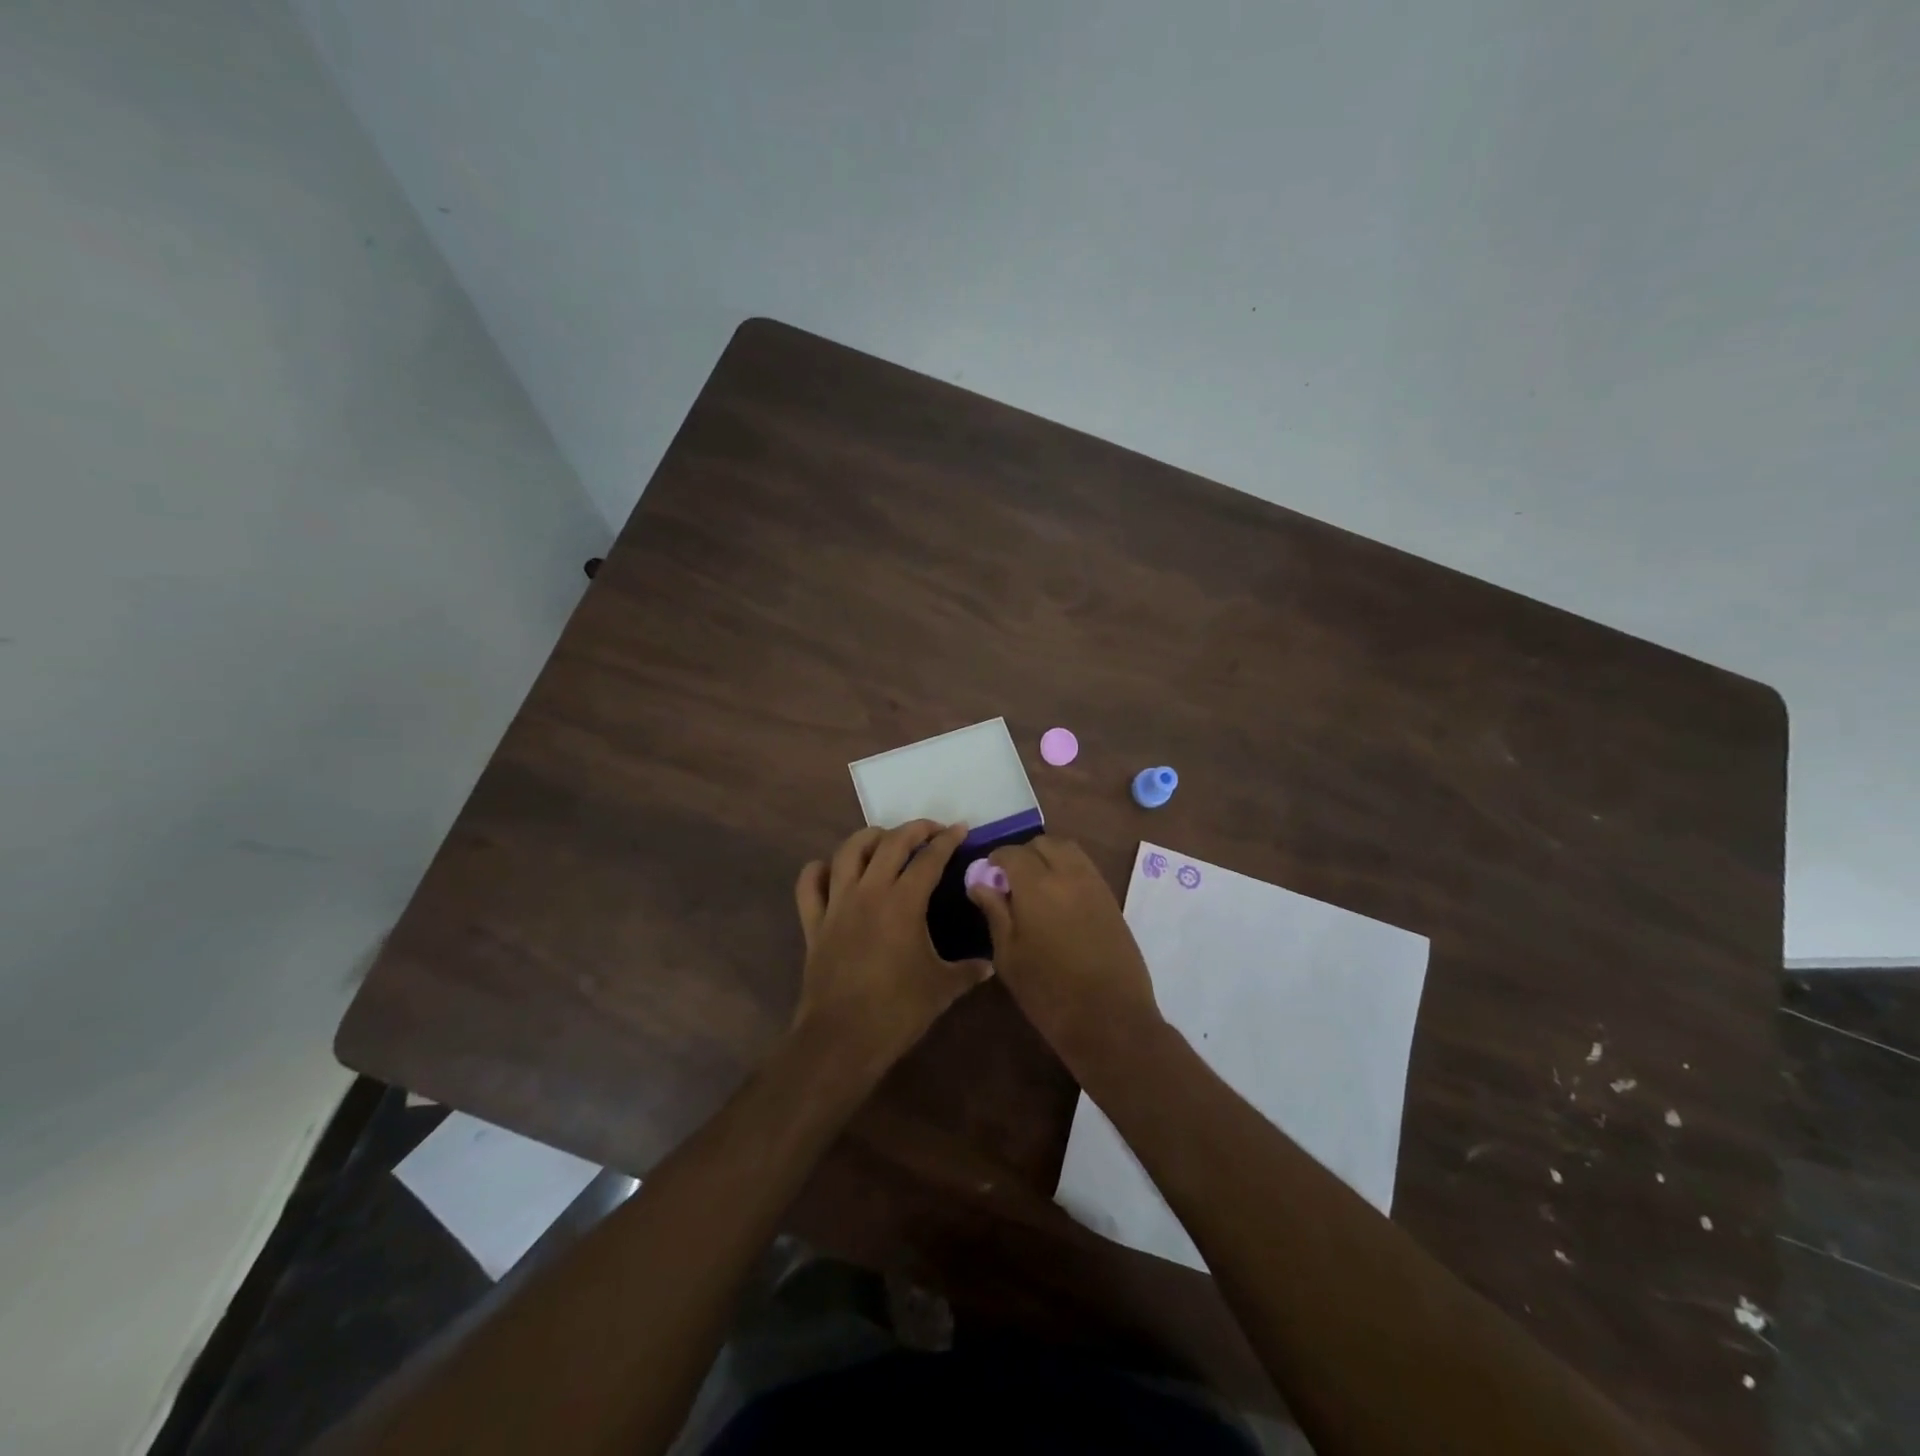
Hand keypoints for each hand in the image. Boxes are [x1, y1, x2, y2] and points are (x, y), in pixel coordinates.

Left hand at [792, 821, 991, 1071]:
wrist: (842, 1038)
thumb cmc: (897, 1011)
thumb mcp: (942, 989)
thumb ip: (967, 971)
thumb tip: (988, 965)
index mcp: (903, 902)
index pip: (929, 858)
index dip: (947, 840)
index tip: (960, 829)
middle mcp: (869, 892)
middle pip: (890, 842)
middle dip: (913, 828)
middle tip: (931, 830)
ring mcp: (837, 905)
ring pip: (848, 852)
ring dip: (869, 838)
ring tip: (885, 840)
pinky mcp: (814, 923)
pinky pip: (809, 885)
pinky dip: (819, 870)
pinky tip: (832, 870)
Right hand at [965, 837, 1164, 1066]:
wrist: (1110, 1018)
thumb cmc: (1049, 992)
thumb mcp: (1009, 956)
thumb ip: (995, 913)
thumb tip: (980, 883)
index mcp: (1037, 885)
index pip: (1011, 853)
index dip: (995, 860)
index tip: (987, 877)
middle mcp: (1068, 874)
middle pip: (1043, 843)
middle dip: (1024, 854)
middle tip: (1012, 881)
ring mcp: (1094, 884)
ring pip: (1069, 850)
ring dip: (1049, 857)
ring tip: (1036, 886)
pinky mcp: (1111, 899)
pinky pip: (1086, 868)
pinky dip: (1069, 869)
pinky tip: (1060, 899)